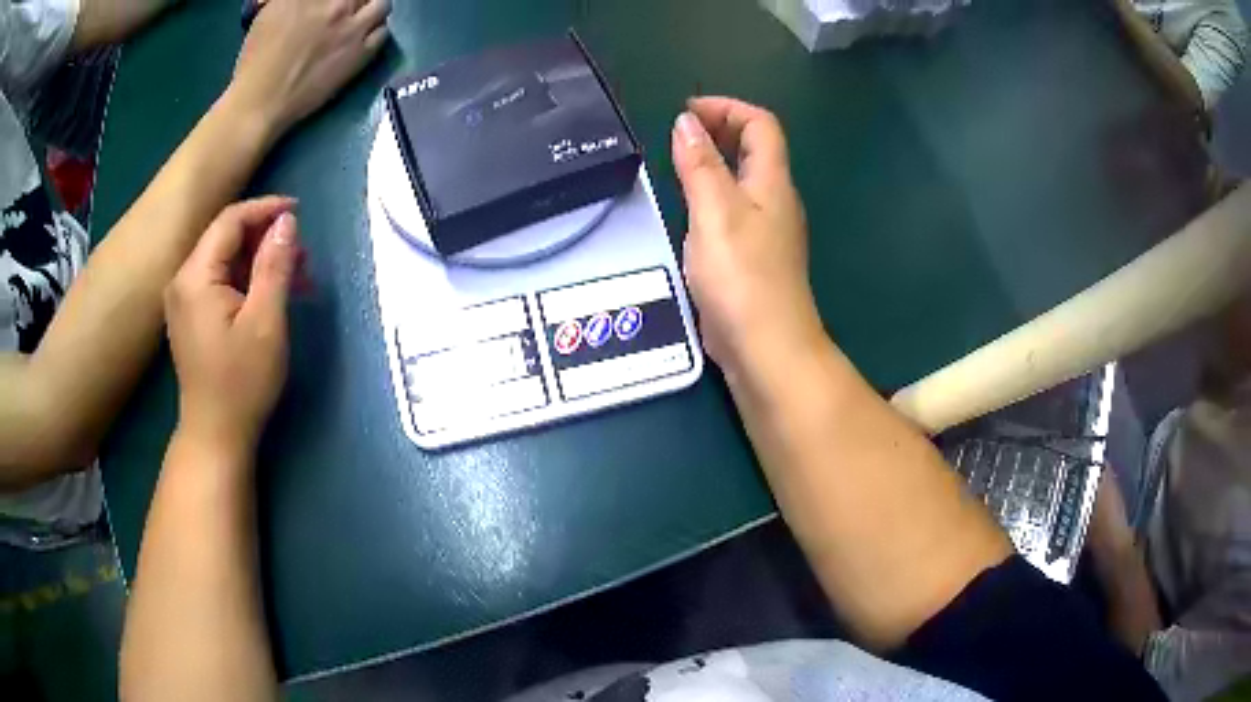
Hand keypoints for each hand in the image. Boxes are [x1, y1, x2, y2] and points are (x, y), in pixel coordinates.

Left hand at [165, 197, 301, 454]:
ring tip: (295, 277)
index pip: (230, 221)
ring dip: (260, 261)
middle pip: (226, 238)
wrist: (215, 435)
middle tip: (302, 255)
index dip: (265, 209)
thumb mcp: (265, 322)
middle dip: (265, 238)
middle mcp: (183, 280)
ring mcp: (184, 299)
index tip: (299, 212)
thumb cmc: (241, 382)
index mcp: (195, 277)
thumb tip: (287, 221)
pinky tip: (271, 294)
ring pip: (225, 260)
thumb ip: (274, 265)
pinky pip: (220, 281)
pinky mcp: (191, 315)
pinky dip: (247, 280)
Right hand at [230, 0, 390, 136]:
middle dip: (354, 0)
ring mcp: (352, 27)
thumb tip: (302, 0)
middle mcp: (336, 4)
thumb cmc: (256, 60)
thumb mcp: (271, 13)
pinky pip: (383, 31)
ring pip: (381, 3)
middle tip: (347, 8)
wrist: (260, 102)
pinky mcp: (361, 52)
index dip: (330, 0)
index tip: (329, 5)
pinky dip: (377, 29)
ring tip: (361, 16)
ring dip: (371, 7)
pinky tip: (365, 35)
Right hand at [672, 97, 824, 380]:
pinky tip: (685, 210)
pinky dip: (709, 195)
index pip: (761, 125)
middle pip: (754, 149)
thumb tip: (686, 122)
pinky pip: (733, 209)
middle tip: (676, 134)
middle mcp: (775, 201)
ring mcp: (766, 231)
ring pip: (742, 180)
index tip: (687, 112)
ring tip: (673, 164)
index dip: (727, 108)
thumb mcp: (715, 212)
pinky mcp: (753, 257)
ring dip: (712, 162)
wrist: (766, 347)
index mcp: (772, 182)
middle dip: (718, 130)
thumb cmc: (742, 276)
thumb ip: (700, 165)